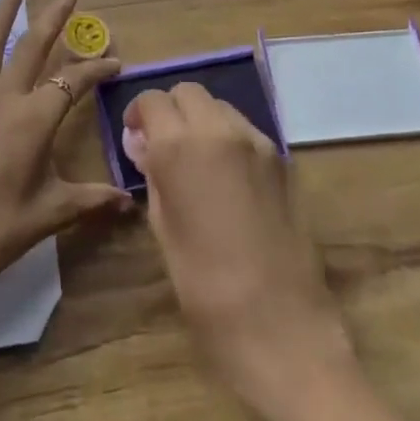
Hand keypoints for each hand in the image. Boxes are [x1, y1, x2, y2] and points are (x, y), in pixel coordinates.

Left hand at [0, 0, 128, 357]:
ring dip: (3, 10)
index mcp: (32, 120)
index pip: (72, 82)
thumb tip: (130, 202)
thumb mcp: (49, 215)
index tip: (116, 62)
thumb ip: (91, 200)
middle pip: (31, 46)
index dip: (96, 69)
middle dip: (53, 15)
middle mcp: (1, 99)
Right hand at [124, 83, 354, 420]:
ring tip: (196, 162)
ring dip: (201, 120)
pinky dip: (228, 138)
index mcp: (181, 146)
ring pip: (220, 106)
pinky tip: (226, 178)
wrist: (282, 328)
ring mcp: (258, 143)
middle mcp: (220, 130)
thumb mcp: (164, 229)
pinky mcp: (283, 160)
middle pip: (188, 92)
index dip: (139, 114)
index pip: (153, 100)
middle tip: (163, 147)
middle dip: (171, 110)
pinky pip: (246, 130)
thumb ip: (153, 176)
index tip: (136, 139)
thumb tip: (143, 145)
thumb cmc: (206, 289)